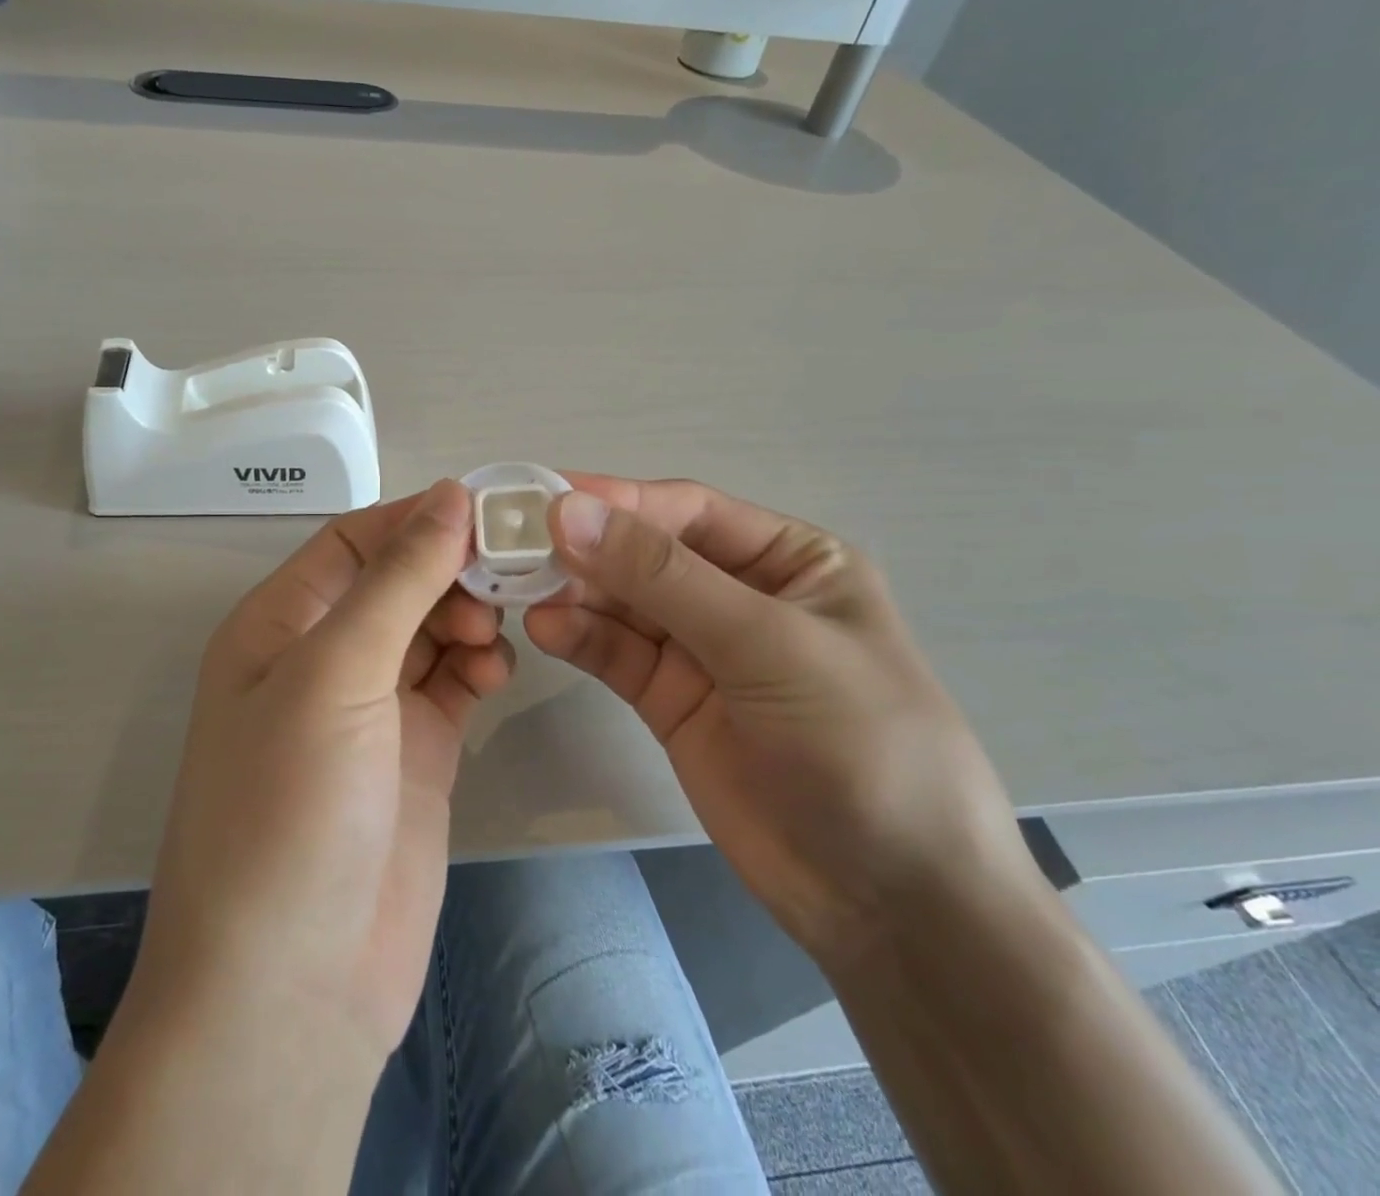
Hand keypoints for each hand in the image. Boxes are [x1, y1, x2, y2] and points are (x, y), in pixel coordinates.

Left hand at [134, 480, 510, 1060]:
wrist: (292, 991)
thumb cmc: (290, 810)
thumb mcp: (335, 676)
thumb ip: (396, 581)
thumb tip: (449, 496)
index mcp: (280, 624)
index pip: (354, 540)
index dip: (416, 519)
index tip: (488, 511)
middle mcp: (322, 657)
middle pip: (396, 581)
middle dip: (450, 570)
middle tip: (506, 577)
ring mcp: (371, 708)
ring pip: (430, 628)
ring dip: (468, 616)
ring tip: (495, 634)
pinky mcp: (415, 753)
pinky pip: (452, 682)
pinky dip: (478, 665)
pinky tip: (496, 672)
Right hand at [524, 476, 1037, 964]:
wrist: (893, 905)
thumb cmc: (860, 746)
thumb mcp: (767, 644)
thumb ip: (662, 577)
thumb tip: (567, 512)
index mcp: (788, 560)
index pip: (687, 513)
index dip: (617, 502)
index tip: (545, 499)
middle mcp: (740, 594)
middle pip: (645, 554)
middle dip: (585, 548)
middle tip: (512, 543)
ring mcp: (702, 650)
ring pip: (622, 603)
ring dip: (573, 592)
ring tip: (516, 588)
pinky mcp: (671, 701)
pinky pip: (617, 654)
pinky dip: (580, 638)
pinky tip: (544, 630)